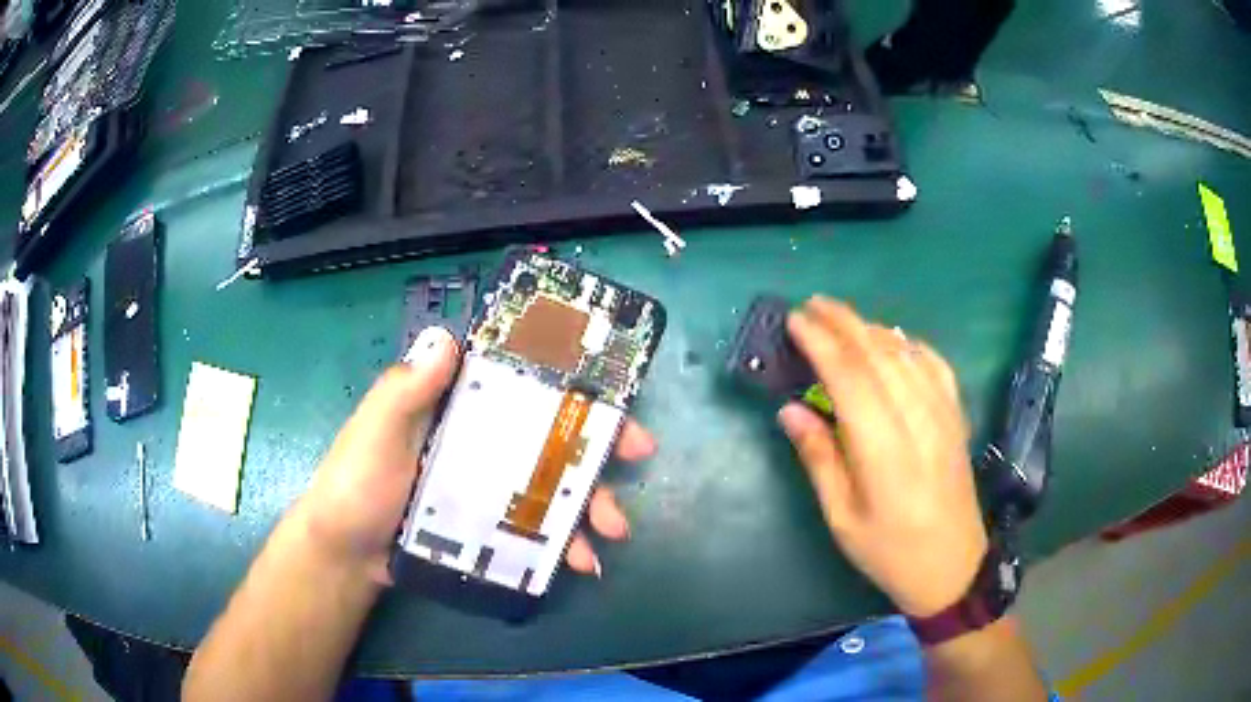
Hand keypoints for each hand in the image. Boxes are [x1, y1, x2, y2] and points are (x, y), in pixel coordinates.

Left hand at [298, 327, 654, 583]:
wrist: (346, 555)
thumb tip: (448, 337)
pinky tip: (580, 563)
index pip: (520, 382)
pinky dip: (562, 544)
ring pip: (551, 485)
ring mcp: (487, 487)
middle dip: (596, 444)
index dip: (567, 381)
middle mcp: (480, 441)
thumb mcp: (376, 432)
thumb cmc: (355, 484)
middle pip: (549, 434)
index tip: (608, 390)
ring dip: (589, 504)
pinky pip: (536, 529)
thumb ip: (406, 390)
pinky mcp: (489, 526)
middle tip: (638, 456)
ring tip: (610, 532)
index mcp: (457, 406)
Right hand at [778, 297, 987, 617]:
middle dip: (843, 322)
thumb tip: (789, 410)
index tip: (795, 320)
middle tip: (811, 304)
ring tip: (842, 316)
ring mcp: (943, 414)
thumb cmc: (890, 552)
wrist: (953, 566)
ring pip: (905, 353)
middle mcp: (917, 421)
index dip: (821, 342)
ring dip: (871, 327)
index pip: (850, 377)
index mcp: (883, 451)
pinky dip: (909, 343)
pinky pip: (934, 365)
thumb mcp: (842, 519)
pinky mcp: (956, 417)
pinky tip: (893, 339)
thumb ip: (819, 459)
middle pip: (878, 354)